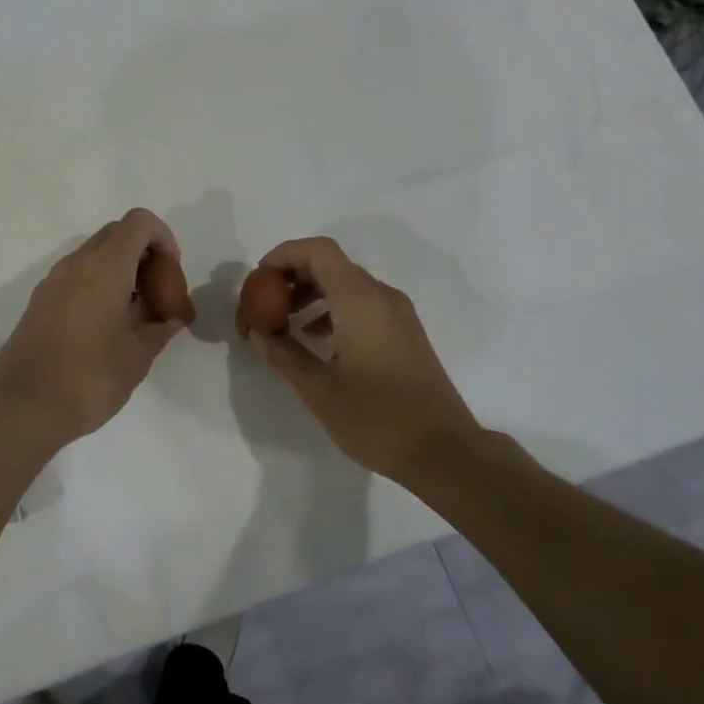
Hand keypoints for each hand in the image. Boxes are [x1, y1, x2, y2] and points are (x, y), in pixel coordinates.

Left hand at [0, 209, 188, 444]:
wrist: (24, 407)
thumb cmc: (91, 377)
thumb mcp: (138, 356)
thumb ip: (160, 328)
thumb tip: (170, 319)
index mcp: (105, 267)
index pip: (139, 222)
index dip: (163, 238)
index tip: (171, 274)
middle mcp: (77, 263)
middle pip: (117, 235)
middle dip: (144, 256)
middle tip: (158, 295)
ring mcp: (53, 281)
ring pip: (95, 256)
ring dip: (121, 272)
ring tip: (135, 315)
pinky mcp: (39, 301)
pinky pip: (76, 277)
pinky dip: (98, 286)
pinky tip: (107, 327)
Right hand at [248, 237, 480, 483]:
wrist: (445, 452)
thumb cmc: (377, 418)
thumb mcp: (319, 390)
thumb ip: (284, 354)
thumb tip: (258, 332)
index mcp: (360, 300)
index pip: (319, 251)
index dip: (284, 255)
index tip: (259, 279)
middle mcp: (382, 296)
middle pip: (332, 265)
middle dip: (293, 277)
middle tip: (265, 304)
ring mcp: (399, 314)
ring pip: (348, 285)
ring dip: (313, 295)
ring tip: (286, 325)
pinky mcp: (406, 334)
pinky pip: (364, 304)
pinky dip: (334, 310)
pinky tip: (318, 341)